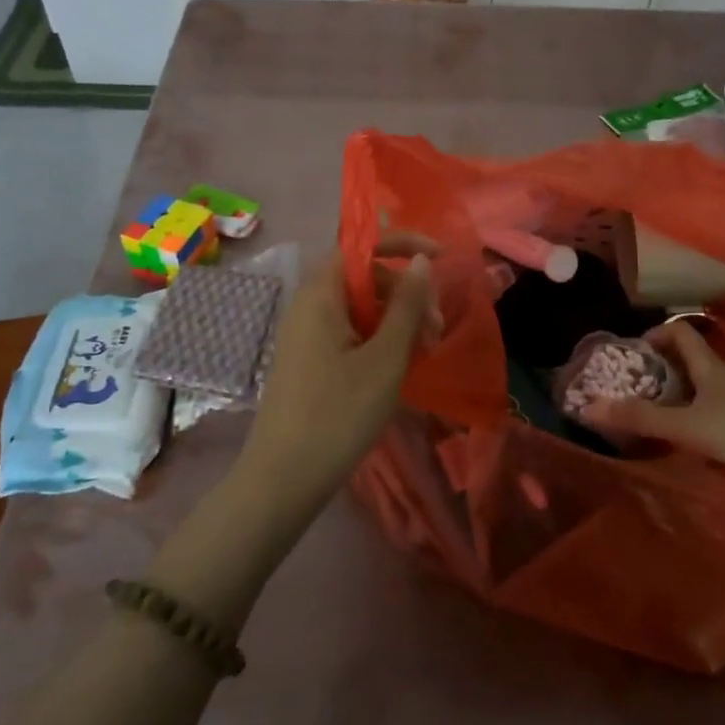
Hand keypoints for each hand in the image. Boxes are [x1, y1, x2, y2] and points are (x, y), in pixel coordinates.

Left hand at [236, 233, 439, 513]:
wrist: (283, 479)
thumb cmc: (339, 413)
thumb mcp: (386, 357)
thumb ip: (407, 305)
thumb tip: (421, 263)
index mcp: (321, 294)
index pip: (362, 246)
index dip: (402, 244)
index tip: (441, 259)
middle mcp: (308, 305)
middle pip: (364, 277)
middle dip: (406, 293)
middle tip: (436, 329)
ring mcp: (305, 334)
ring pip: (359, 308)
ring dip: (396, 320)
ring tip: (424, 352)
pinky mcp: (308, 360)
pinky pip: (348, 332)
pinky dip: (378, 339)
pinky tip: (398, 366)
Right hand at [577, 321, 724, 486]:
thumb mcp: (686, 425)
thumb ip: (641, 418)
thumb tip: (590, 407)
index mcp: (708, 365)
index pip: (680, 333)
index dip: (655, 334)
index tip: (633, 352)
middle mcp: (723, 375)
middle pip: (688, 358)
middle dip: (660, 366)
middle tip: (634, 384)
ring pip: (700, 383)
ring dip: (675, 390)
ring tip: (652, 409)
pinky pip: (712, 405)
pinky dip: (692, 410)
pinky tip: (684, 433)